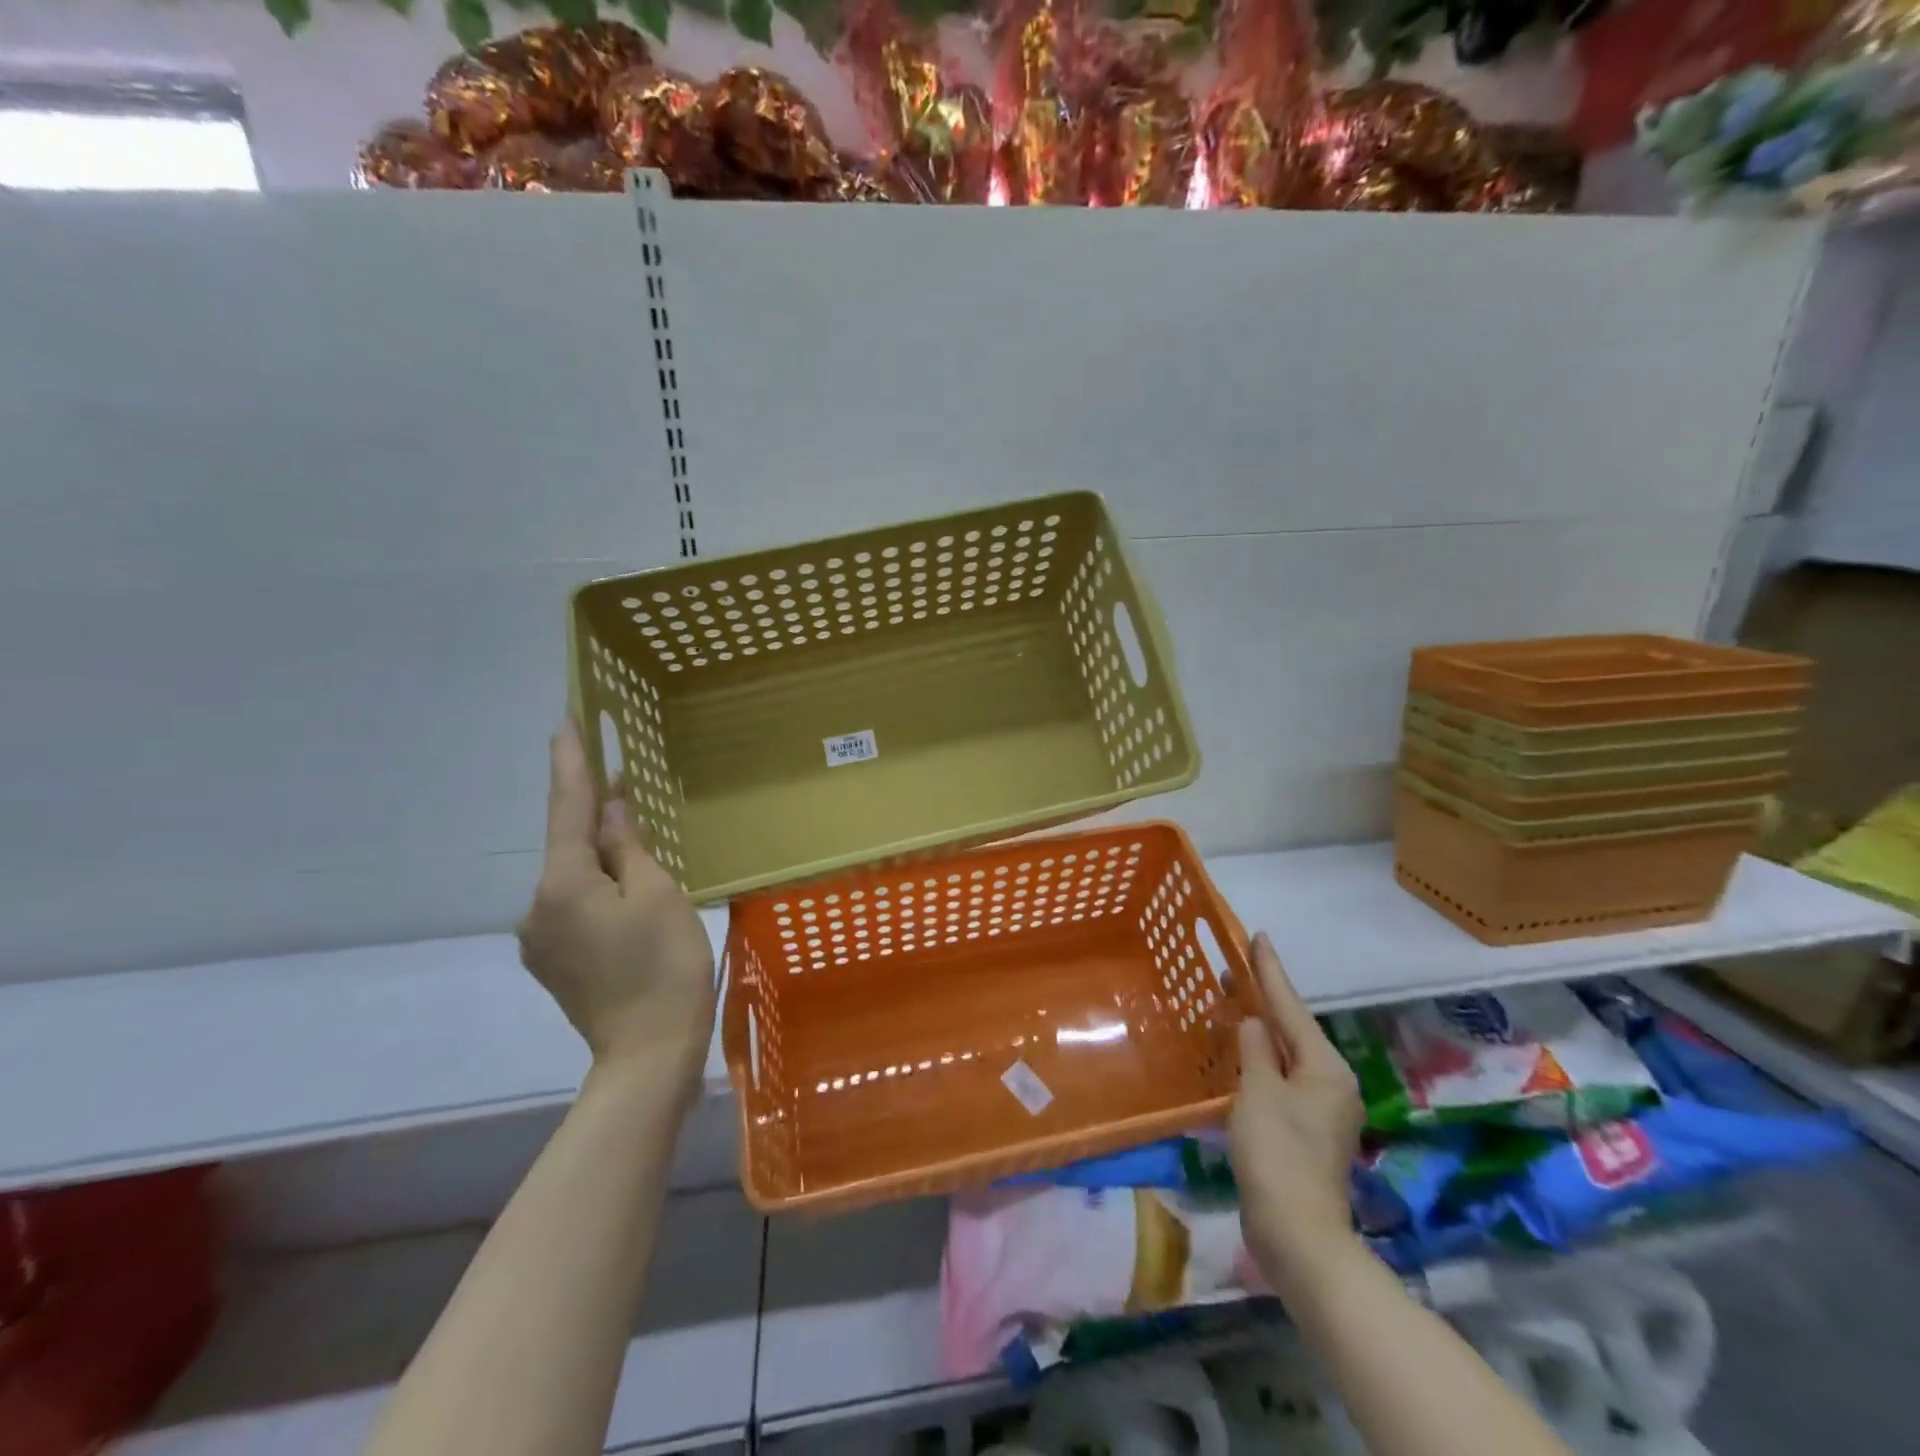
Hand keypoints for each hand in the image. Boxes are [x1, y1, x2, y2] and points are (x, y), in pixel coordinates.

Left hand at [518, 721, 715, 1088]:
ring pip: (575, 878)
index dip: (571, 760)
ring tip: (641, 852)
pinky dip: (599, 889)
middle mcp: (537, 905)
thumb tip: (613, 806)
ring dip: (603, 858)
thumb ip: (630, 845)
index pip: (568, 806)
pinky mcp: (553, 960)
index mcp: (563, 882)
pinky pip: (575, 905)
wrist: (648, 1055)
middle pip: (571, 845)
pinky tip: (629, 897)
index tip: (565, 718)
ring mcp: (540, 938)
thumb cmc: (664, 966)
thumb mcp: (658, 893)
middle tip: (628, 784)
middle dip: (597, 815)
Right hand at [1229, 932, 1365, 1297]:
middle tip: (1231, 967)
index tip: (1257, 936)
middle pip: (1291, 1028)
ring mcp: (1319, 1108)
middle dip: (1263, 998)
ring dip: (1258, 1029)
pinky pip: (1279, 1078)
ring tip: (1230, 1002)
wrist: (1299, 1236)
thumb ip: (1254, 1049)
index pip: (1290, 1006)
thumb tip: (1252, 1022)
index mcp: (1325, 1067)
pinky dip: (1259, 1059)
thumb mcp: (1259, 1093)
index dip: (1270, 970)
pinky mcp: (1304, 1130)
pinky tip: (1238, 1054)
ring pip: (1285, 1054)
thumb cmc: (1278, 1155)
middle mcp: (1330, 1082)